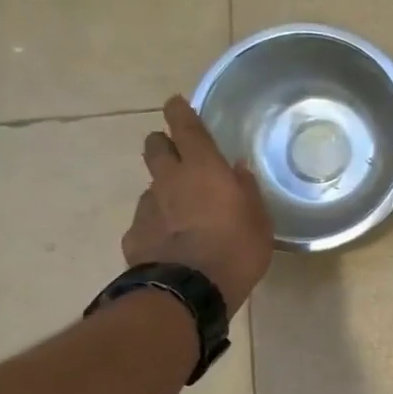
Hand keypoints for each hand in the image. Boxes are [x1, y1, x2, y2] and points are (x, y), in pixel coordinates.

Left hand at [123, 98, 273, 312]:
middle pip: (155, 148)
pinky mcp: (134, 235)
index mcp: (203, 168)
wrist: (190, 290)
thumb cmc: (236, 248)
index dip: (180, 112)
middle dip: (162, 144)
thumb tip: (237, 170)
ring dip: (163, 190)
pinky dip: (156, 224)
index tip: (176, 103)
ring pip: (151, 186)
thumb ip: (246, 190)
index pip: (186, 128)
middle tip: (176, 153)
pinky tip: (168, 242)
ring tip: (180, 210)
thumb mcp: (258, 219)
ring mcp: (147, 208)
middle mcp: (169, 180)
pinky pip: (145, 221)